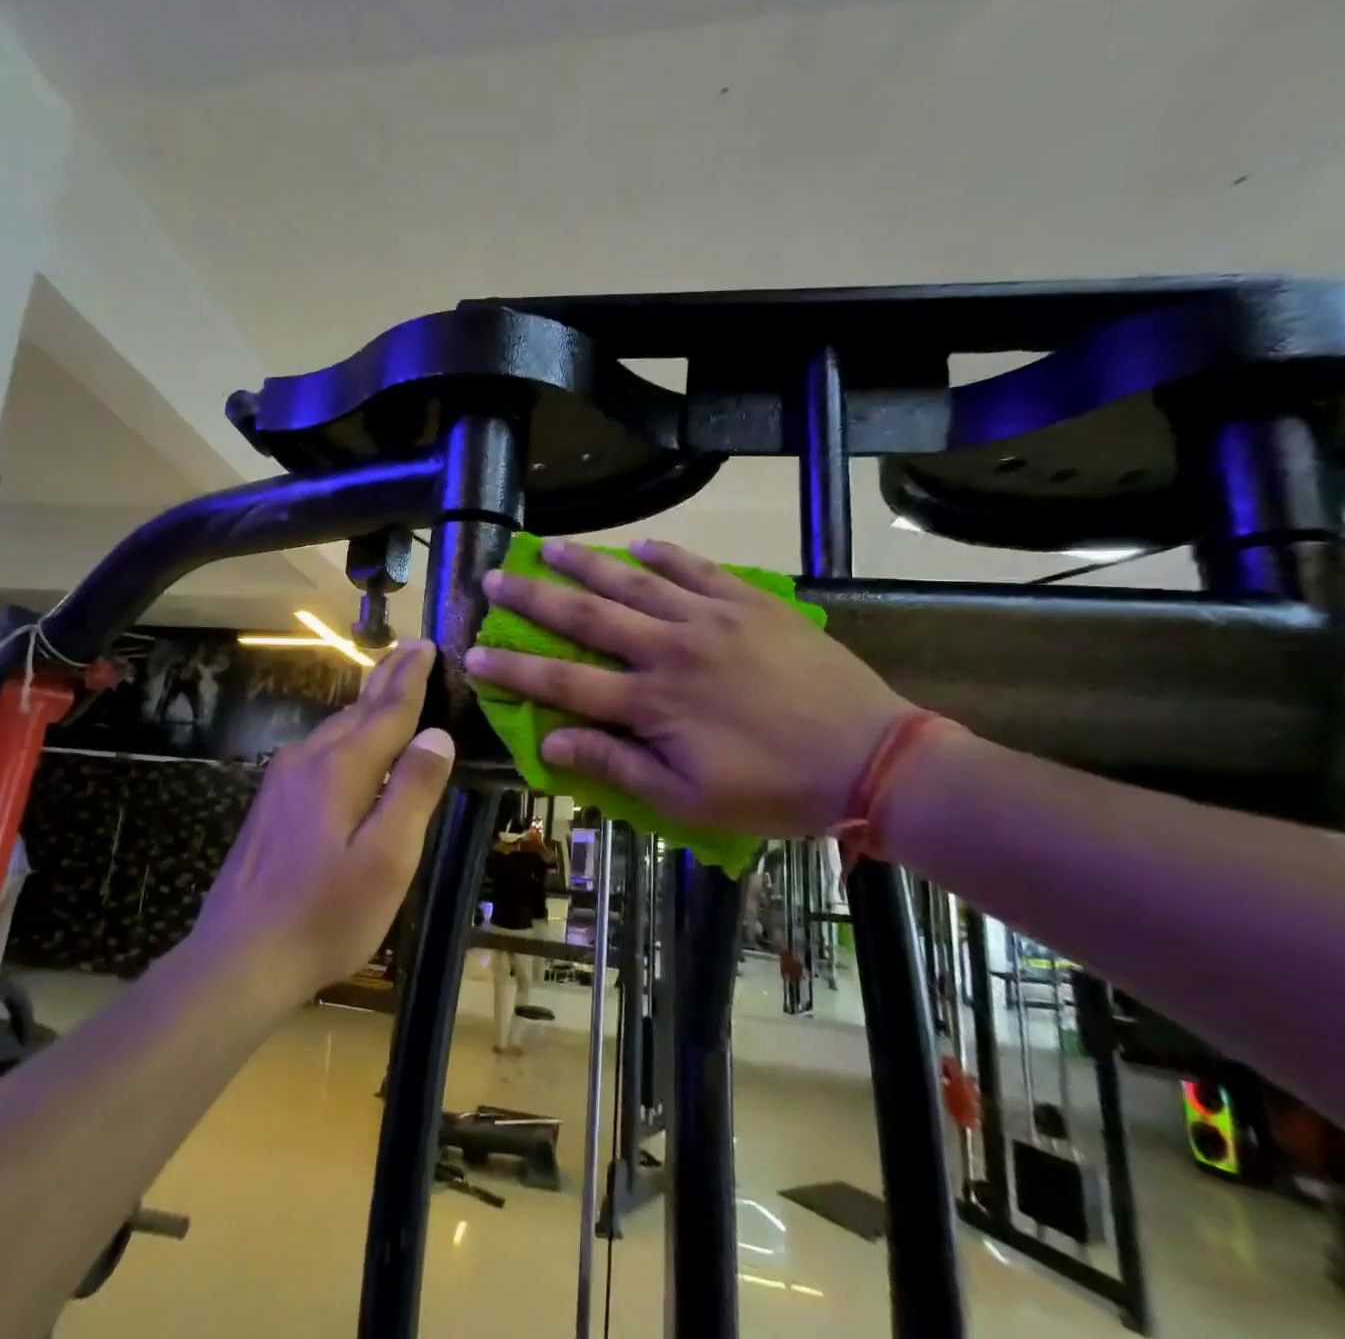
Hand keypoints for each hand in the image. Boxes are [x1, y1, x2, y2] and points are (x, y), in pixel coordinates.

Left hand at [193, 640, 454, 994]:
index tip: (427, 644)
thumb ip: (413, 791)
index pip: (387, 710)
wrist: (239, 957)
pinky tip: (350, 742)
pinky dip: (346, 732)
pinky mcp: (272, 802)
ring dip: (367, 704)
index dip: (411, 677)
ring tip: (389, 686)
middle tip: (413, 651)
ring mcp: (283, 780)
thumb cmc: (326, 914)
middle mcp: (308, 760)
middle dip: (389, 679)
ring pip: (335, 728)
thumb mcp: (387, 859)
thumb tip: (437, 735)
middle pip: (358, 710)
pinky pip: (319, 749)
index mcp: (341, 768)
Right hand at [464, 539, 912, 837]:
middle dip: (533, 599)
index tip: (474, 653)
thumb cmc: (774, 790)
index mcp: (652, 703)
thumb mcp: (688, 800)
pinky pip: (698, 569)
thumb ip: (616, 765)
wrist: (871, 757)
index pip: (564, 682)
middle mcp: (670, 650)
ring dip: (585, 563)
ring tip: (548, 547)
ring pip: (634, 582)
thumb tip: (550, 742)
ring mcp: (710, 619)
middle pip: (587, 617)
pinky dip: (666, 554)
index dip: (514, 670)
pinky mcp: (749, 603)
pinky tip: (639, 543)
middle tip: (494, 579)